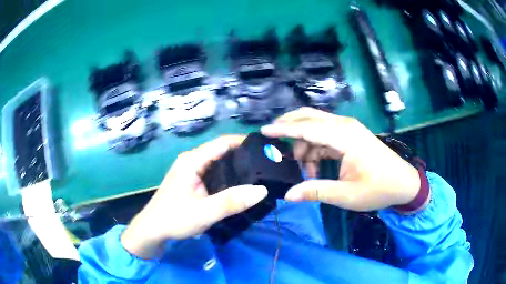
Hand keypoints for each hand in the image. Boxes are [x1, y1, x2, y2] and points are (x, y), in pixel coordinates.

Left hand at [121, 135, 267, 258]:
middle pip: (221, 150)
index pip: (223, 142)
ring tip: (259, 172)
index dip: (245, 142)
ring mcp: (190, 170)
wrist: (153, 229)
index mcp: (192, 160)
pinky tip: (239, 184)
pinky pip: (213, 171)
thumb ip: (232, 201)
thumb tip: (263, 190)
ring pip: (218, 161)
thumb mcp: (205, 213)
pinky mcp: (191, 180)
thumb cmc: (175, 219)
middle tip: (267, 163)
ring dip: (236, 166)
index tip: (266, 148)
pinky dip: (227, 175)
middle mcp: (191, 160)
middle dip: (244, 155)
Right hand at [261, 107, 420, 211]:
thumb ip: (316, 191)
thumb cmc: (379, 189)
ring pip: (316, 128)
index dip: (283, 130)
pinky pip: (325, 136)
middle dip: (289, 128)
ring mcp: (348, 129)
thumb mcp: (347, 195)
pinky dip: (315, 150)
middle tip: (274, 145)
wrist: (403, 183)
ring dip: (305, 147)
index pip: (307, 128)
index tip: (263, 131)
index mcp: (345, 136)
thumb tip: (288, 195)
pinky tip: (316, 169)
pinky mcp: (350, 136)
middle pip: (309, 117)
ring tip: (307, 173)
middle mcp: (344, 126)